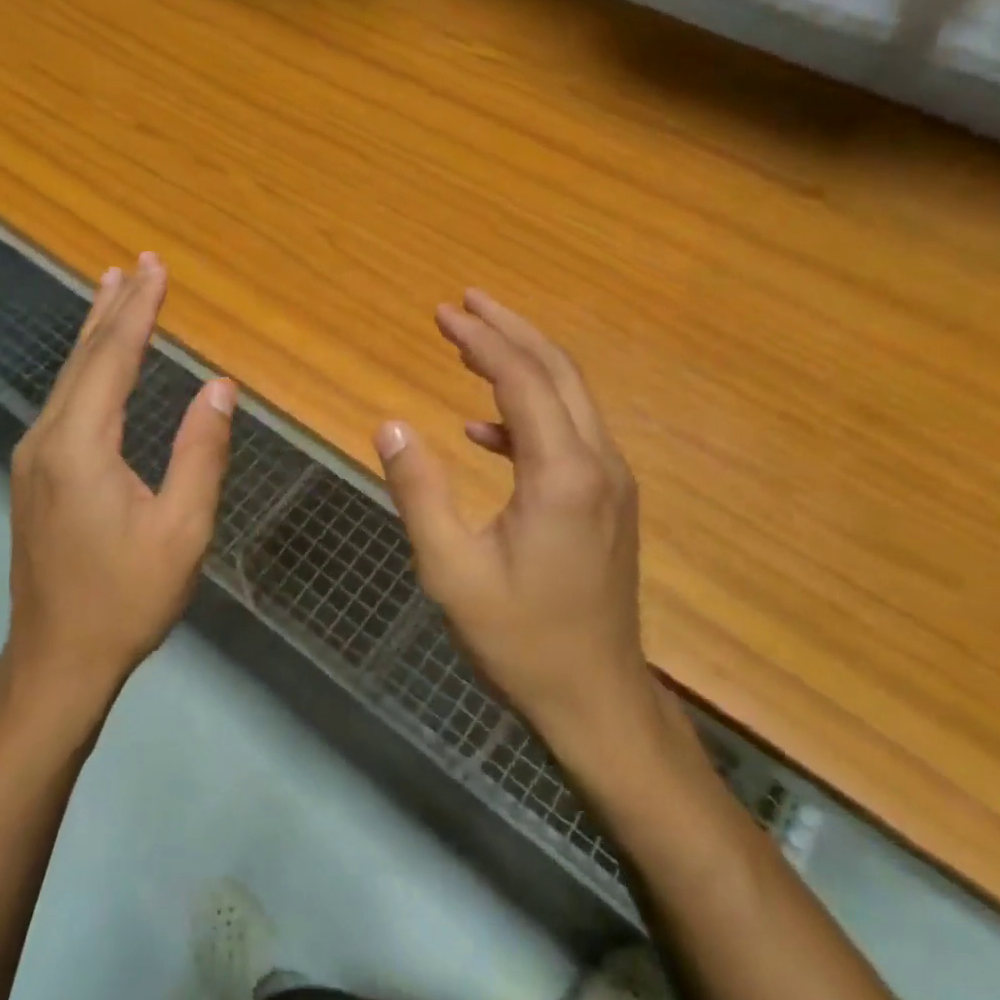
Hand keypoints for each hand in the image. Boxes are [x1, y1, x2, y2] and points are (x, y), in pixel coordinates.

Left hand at [6, 253, 235, 712]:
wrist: (56, 658)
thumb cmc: (127, 598)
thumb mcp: (182, 530)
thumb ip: (201, 452)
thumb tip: (220, 387)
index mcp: (81, 446)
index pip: (113, 358)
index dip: (139, 310)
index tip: (156, 269)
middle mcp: (47, 439)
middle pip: (84, 357)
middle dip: (113, 307)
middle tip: (136, 263)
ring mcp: (32, 456)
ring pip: (68, 377)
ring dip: (95, 332)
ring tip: (112, 290)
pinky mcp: (33, 474)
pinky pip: (63, 402)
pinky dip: (86, 367)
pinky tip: (97, 362)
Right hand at [374, 290, 656, 747]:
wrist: (594, 698)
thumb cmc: (519, 637)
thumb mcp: (451, 568)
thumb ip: (419, 489)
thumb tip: (389, 424)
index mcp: (562, 474)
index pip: (522, 379)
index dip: (481, 339)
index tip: (443, 313)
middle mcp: (598, 464)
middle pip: (558, 371)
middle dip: (509, 330)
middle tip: (465, 302)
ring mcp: (611, 482)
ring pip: (570, 398)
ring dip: (522, 364)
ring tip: (471, 345)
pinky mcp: (607, 502)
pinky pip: (568, 435)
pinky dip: (526, 415)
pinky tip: (483, 431)